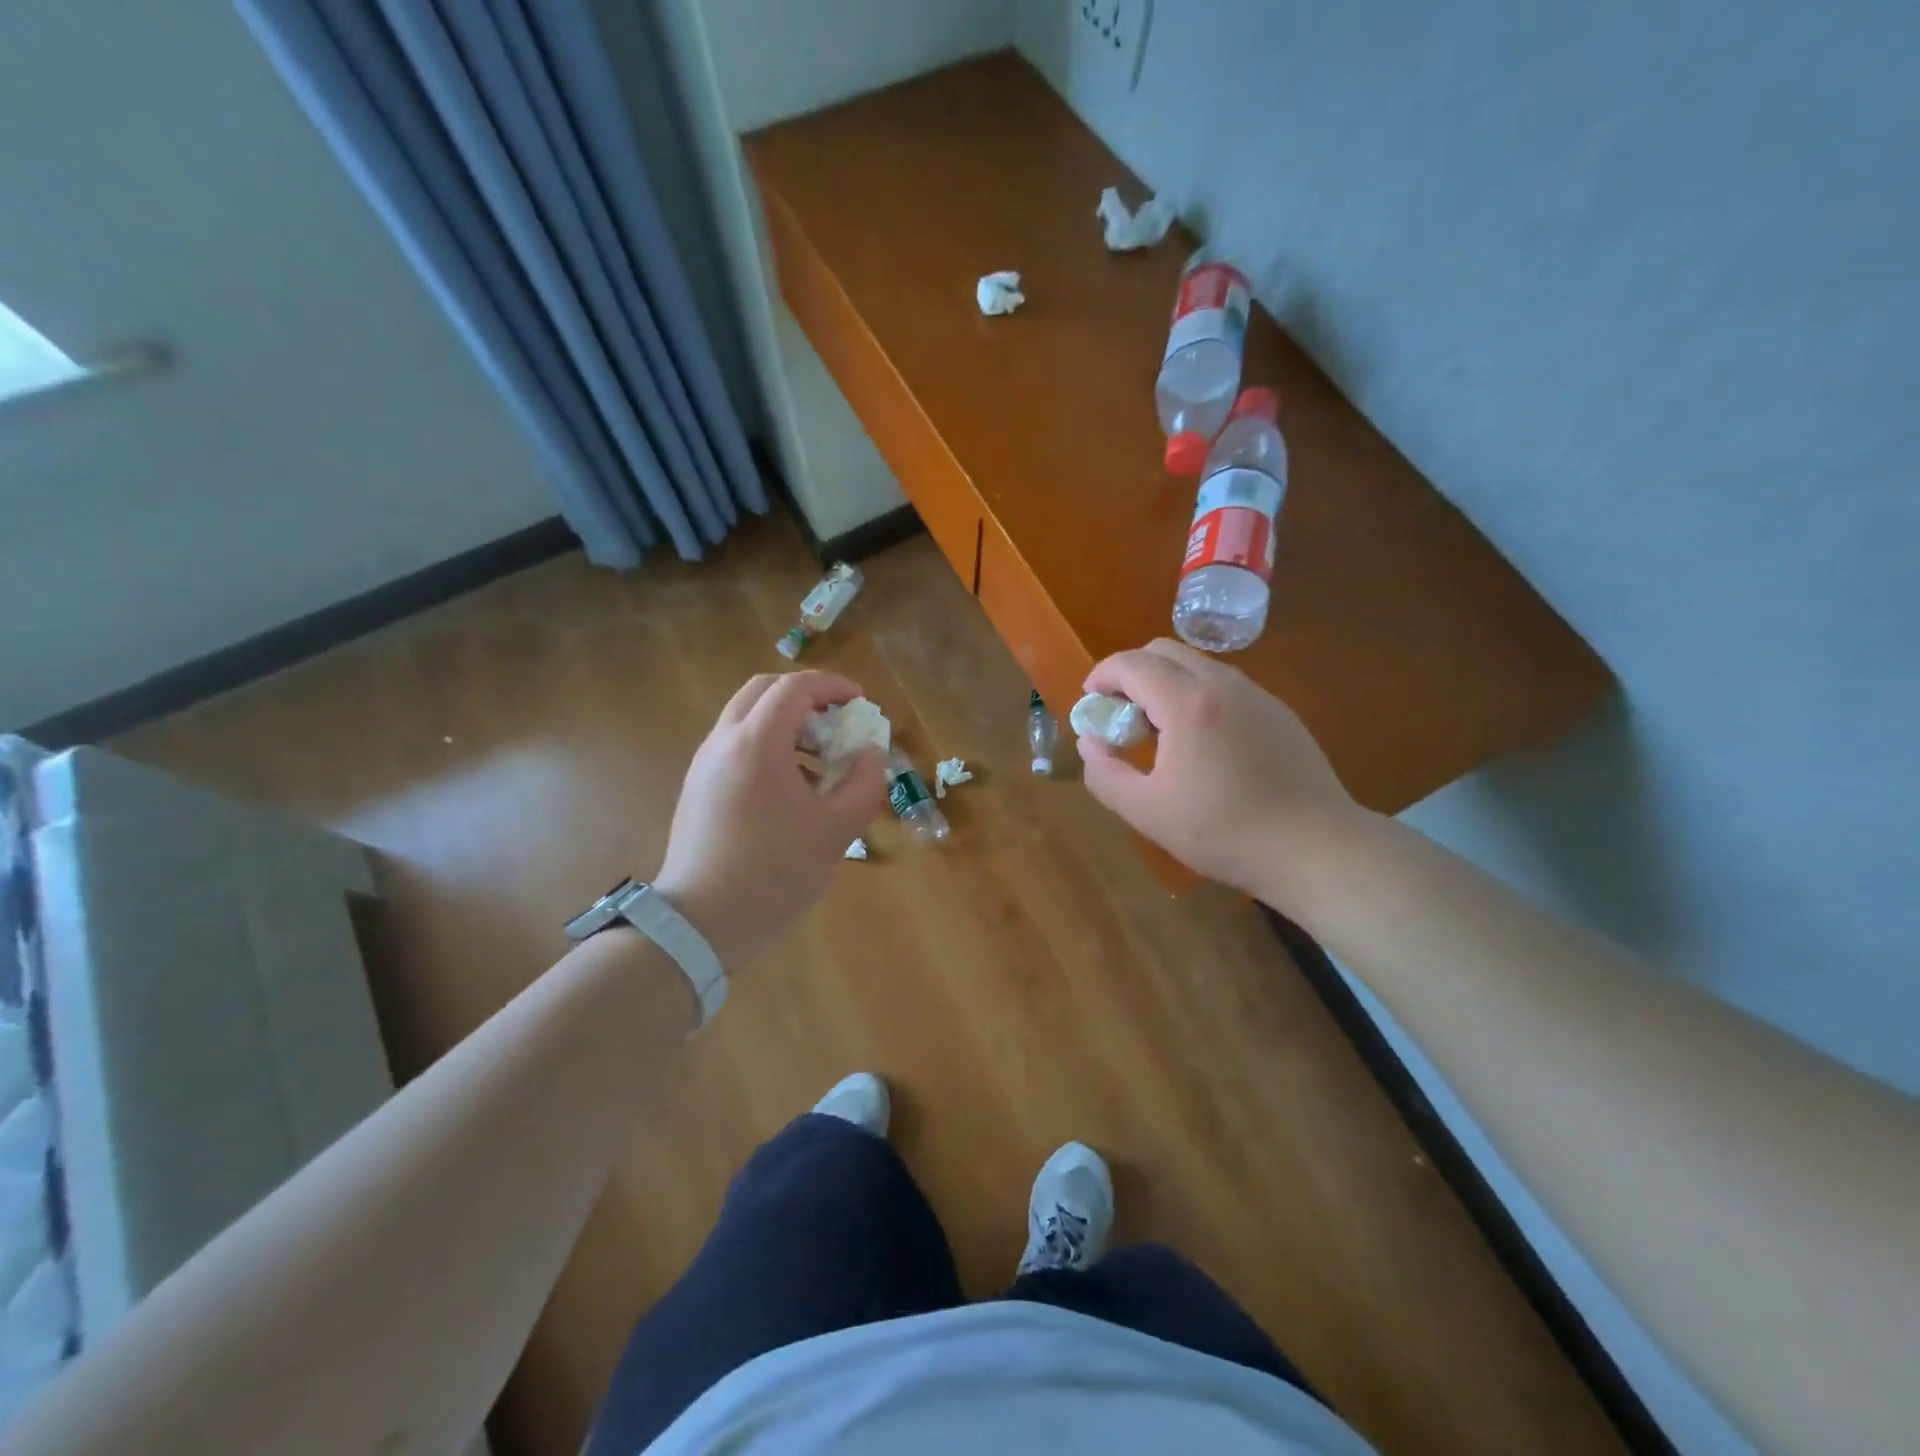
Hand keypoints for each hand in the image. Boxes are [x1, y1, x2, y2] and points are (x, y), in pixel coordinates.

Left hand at [653, 671, 884, 967]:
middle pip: (764, 690)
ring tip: (818, 758)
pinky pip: (735, 744)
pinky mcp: (697, 787)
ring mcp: (704, 764)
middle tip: (836, 721)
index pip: (795, 687)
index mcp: (757, 743)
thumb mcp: (836, 830)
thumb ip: (864, 784)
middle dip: (805, 696)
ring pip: (746, 717)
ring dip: (785, 721)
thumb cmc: (773, 873)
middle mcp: (724, 741)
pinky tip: (790, 787)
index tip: (860, 702)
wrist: (700, 921)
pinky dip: (766, 745)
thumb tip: (871, 753)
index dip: (833, 686)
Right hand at [1078, 640, 1359, 903]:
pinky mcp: (1279, 712)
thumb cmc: (1223, 831)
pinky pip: (1225, 686)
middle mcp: (1222, 684)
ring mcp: (1256, 695)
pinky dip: (1198, 696)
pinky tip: (1203, 744)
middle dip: (1132, 673)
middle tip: (1123, 716)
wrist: (1314, 848)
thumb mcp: (1146, 812)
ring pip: (1197, 665)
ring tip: (1160, 732)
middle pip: (1164, 650)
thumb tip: (1090, 743)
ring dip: (1166, 683)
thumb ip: (1104, 774)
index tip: (1091, 701)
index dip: (1101, 675)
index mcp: (1186, 703)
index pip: (1131, 663)